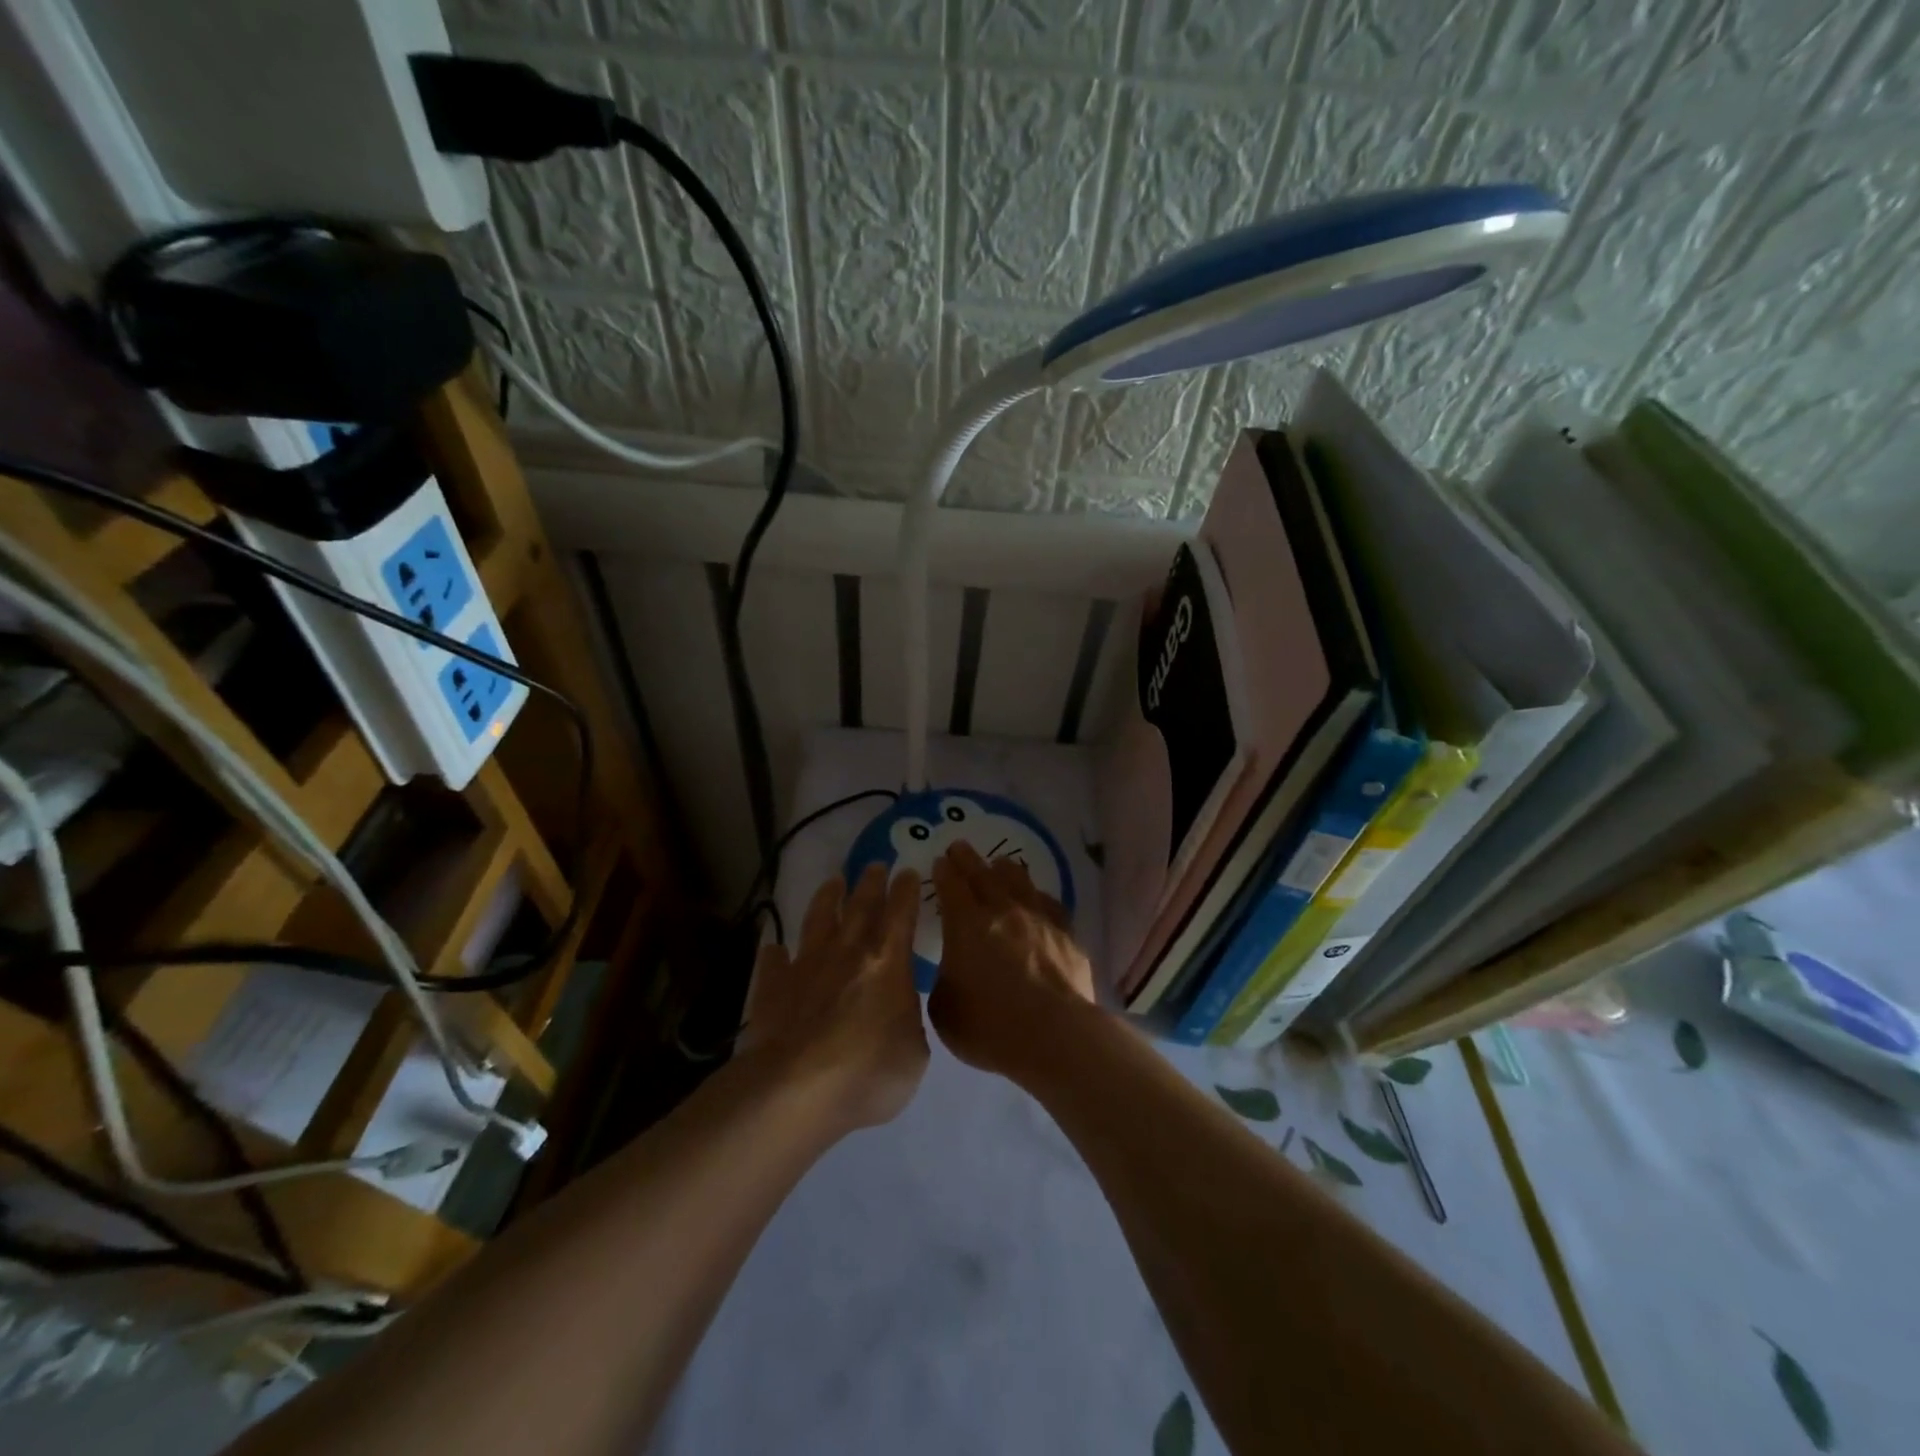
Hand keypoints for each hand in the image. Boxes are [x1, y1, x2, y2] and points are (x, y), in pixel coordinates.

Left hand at [735, 865, 929, 1131]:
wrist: (795, 1089)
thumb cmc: (867, 1073)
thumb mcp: (913, 1055)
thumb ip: (908, 1024)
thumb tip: (897, 1013)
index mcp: (887, 964)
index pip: (901, 915)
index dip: (905, 892)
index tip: (907, 871)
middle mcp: (847, 954)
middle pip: (860, 907)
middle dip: (870, 883)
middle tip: (874, 864)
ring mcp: (806, 967)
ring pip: (818, 920)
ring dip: (827, 899)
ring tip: (833, 881)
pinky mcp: (773, 988)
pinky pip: (774, 963)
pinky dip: (775, 954)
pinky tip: (774, 948)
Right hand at [928, 842, 1096, 1077]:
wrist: (1055, 1036)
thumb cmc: (990, 1027)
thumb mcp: (944, 1010)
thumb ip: (944, 981)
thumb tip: (952, 971)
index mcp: (966, 925)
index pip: (951, 887)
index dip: (944, 872)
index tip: (940, 861)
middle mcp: (1002, 911)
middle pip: (982, 875)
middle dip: (968, 859)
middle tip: (960, 846)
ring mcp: (1038, 919)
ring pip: (1019, 882)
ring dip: (1004, 870)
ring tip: (999, 863)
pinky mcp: (1066, 934)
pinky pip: (1049, 904)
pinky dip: (1037, 897)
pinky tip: (1038, 898)